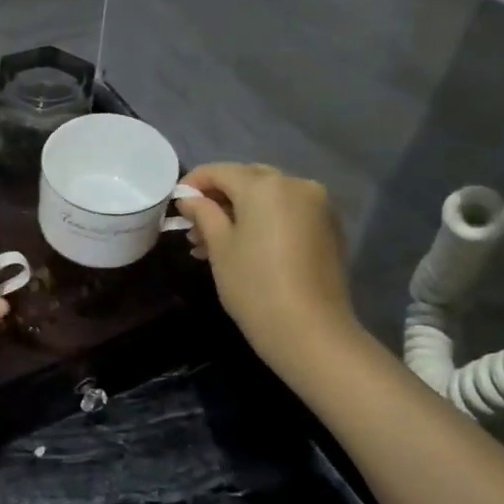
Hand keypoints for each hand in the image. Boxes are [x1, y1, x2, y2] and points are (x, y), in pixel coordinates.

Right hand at [179, 163, 356, 366]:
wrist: (310, 331)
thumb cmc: (254, 286)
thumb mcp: (219, 248)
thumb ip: (203, 213)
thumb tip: (188, 198)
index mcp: (265, 185)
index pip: (220, 171)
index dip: (193, 183)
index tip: (176, 204)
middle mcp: (295, 184)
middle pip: (247, 179)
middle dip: (218, 198)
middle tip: (194, 227)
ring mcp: (317, 205)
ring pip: (268, 197)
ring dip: (240, 212)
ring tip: (213, 244)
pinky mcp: (328, 227)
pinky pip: (287, 212)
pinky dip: (264, 221)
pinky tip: (245, 247)